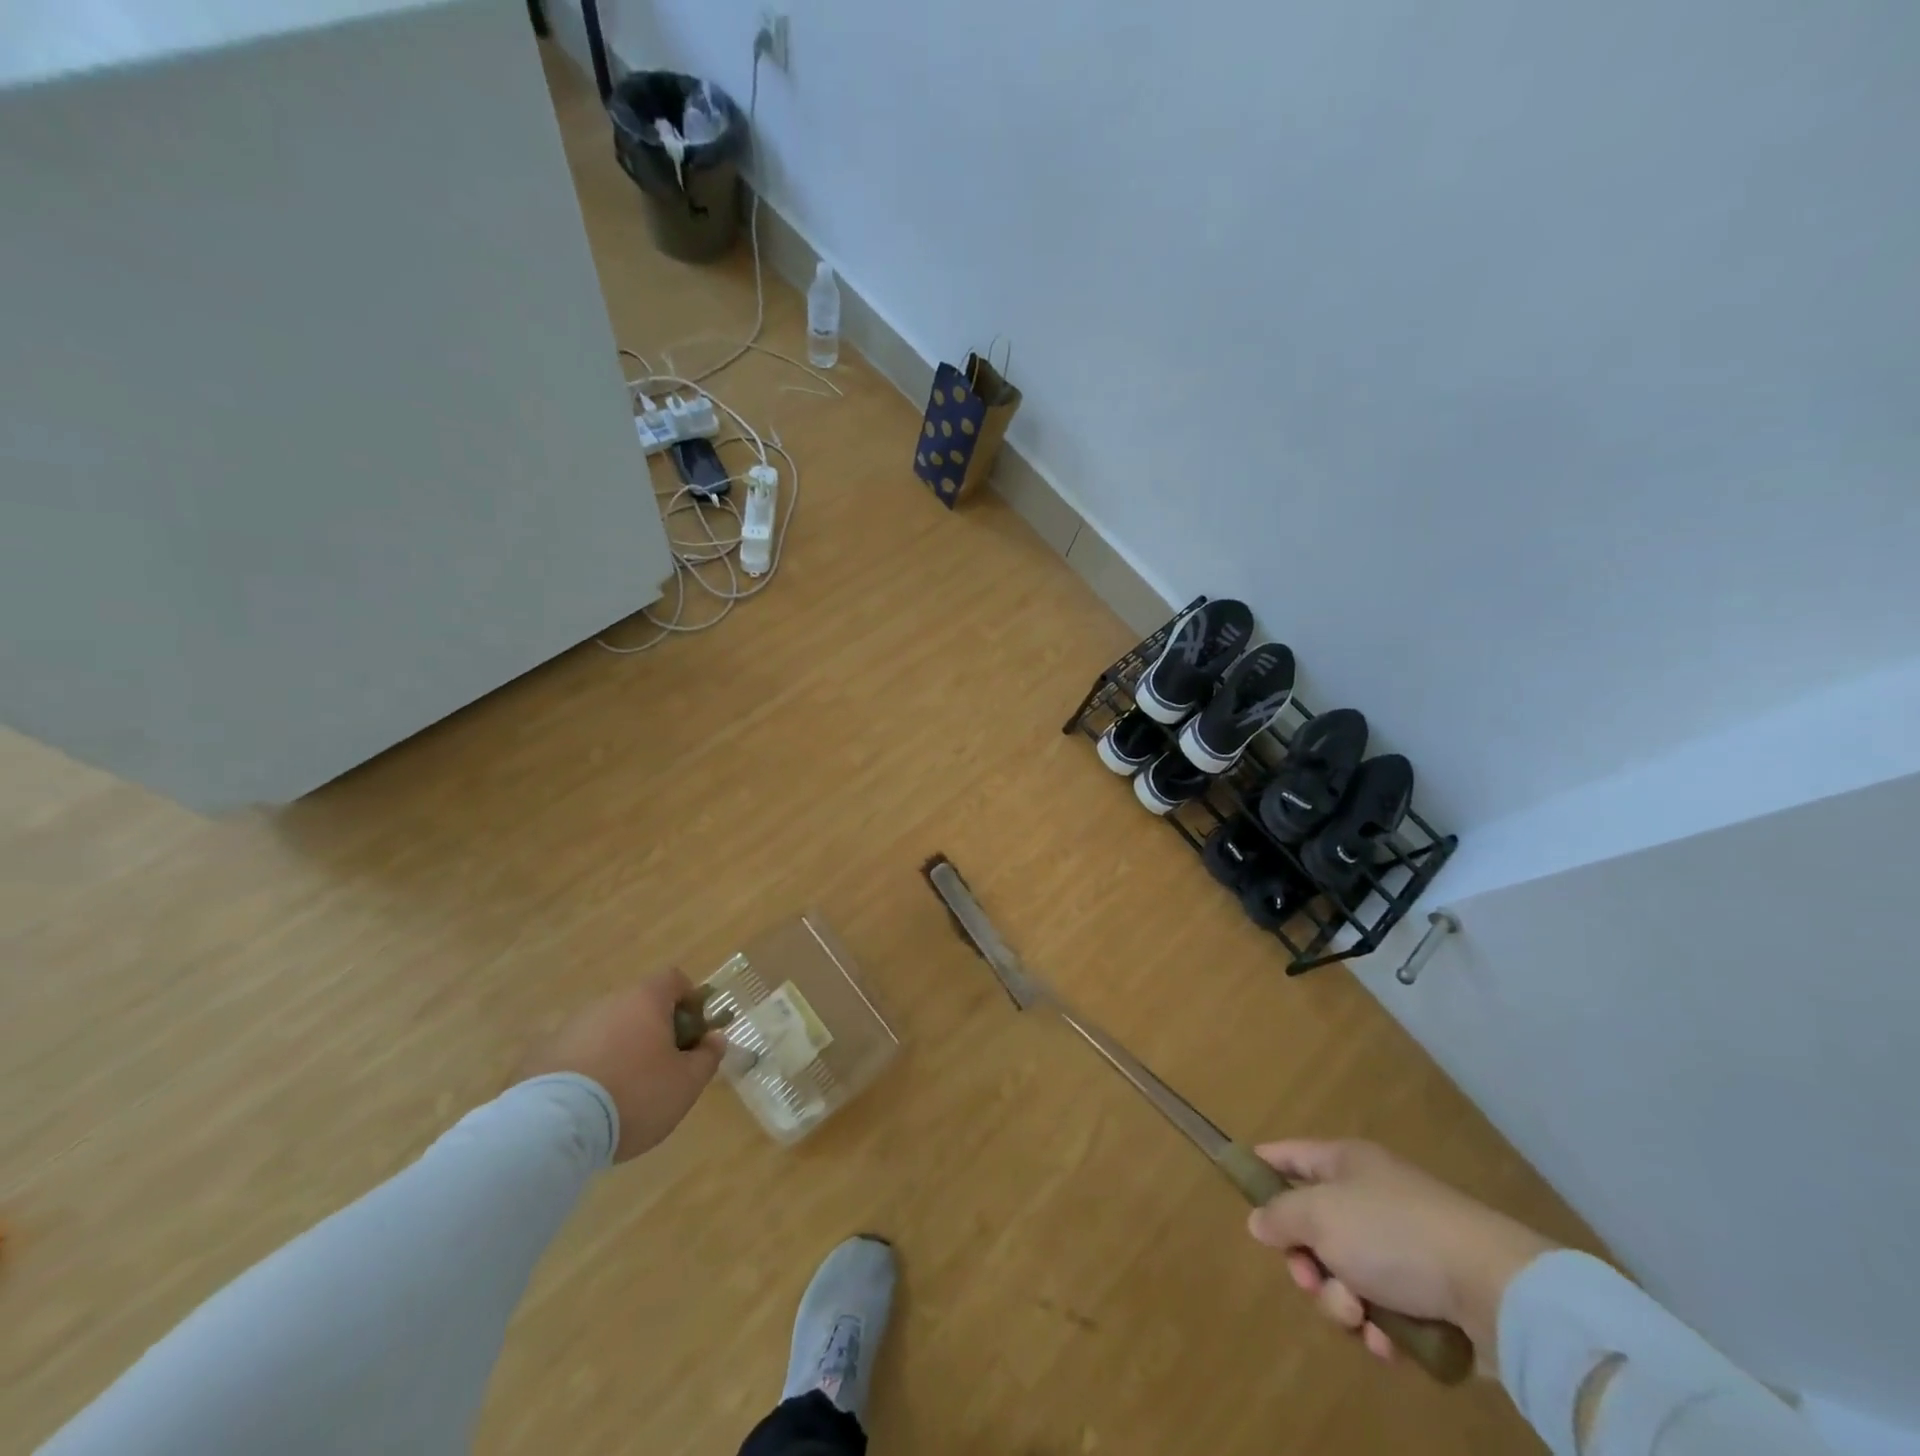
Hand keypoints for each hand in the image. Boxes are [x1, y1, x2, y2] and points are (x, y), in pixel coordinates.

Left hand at [516, 969, 723, 1161]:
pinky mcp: (540, 1055)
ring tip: (622, 1091)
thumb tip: (715, 1038)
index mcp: (645, 1000)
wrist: (553, 1128)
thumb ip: (708, 1057)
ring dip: (619, 1049)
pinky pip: (576, 1053)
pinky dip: (588, 1068)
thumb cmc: (634, 1095)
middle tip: (662, 1067)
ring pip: (607, 1029)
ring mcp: (570, 1026)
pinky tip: (589, 1104)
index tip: (693, 1032)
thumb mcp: (686, 1083)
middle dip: (654, 1030)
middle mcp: (607, 1002)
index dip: (689, 1000)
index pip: (674, 979)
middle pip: (639, 1005)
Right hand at [1246, 1139, 1555, 1368]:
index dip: (1263, 1167)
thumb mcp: (1320, 1216)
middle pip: (1313, 1228)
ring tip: (1360, 1317)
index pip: (1290, 1155)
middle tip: (1314, 1280)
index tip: (1240, 1188)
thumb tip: (1259, 1220)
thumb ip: (1281, 1216)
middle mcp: (1370, 1198)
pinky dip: (1378, 1329)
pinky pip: (1382, 1311)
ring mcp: (1401, 1247)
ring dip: (1341, 1302)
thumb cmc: (1393, 1234)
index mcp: (1345, 1164)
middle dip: (1307, 1263)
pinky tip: (1388, 1343)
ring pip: (1344, 1276)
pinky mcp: (1428, 1295)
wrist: (1494, 1289)